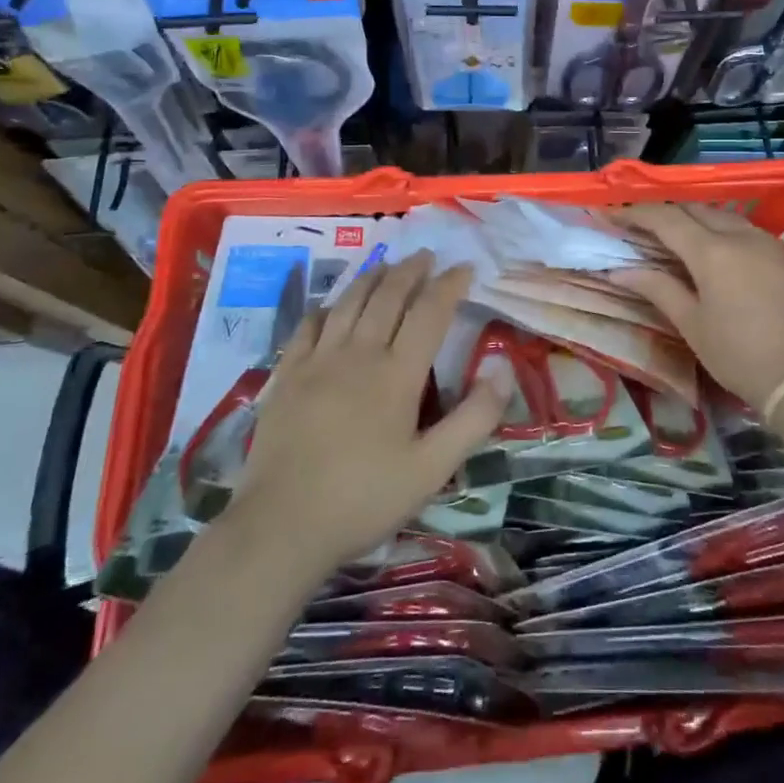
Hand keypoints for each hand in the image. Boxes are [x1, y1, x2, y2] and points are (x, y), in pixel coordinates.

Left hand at [216, 252, 510, 576]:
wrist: (281, 526)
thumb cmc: (364, 498)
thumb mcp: (432, 469)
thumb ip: (473, 419)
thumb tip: (502, 370)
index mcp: (397, 374)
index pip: (430, 313)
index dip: (449, 285)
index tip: (464, 267)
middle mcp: (359, 354)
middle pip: (388, 296)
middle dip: (411, 271)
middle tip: (426, 255)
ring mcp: (318, 361)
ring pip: (349, 303)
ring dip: (372, 277)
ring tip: (387, 264)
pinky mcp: (287, 375)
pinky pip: (309, 326)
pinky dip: (327, 307)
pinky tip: (332, 306)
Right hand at [616, 203, 783, 412]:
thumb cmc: (738, 354)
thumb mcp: (691, 324)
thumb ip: (657, 288)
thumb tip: (620, 270)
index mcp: (711, 251)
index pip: (665, 218)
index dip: (635, 214)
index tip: (611, 215)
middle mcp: (739, 235)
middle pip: (693, 209)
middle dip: (663, 211)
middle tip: (638, 224)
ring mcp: (765, 241)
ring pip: (721, 215)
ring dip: (692, 217)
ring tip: (671, 233)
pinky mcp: (782, 254)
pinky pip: (743, 228)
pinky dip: (718, 228)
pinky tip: (711, 246)